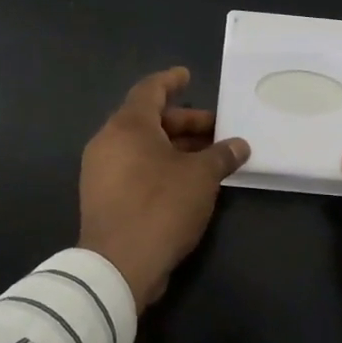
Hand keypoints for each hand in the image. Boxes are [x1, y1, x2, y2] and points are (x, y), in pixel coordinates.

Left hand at [80, 67, 250, 311]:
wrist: (117, 267)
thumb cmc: (160, 206)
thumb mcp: (201, 177)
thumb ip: (221, 155)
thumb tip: (240, 145)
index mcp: (128, 126)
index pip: (150, 90)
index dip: (171, 81)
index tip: (187, 75)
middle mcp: (108, 142)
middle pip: (149, 120)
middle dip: (184, 122)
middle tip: (216, 128)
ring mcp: (101, 172)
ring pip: (142, 147)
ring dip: (175, 147)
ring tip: (208, 156)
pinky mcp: (103, 198)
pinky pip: (135, 168)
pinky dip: (161, 166)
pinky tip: (188, 181)